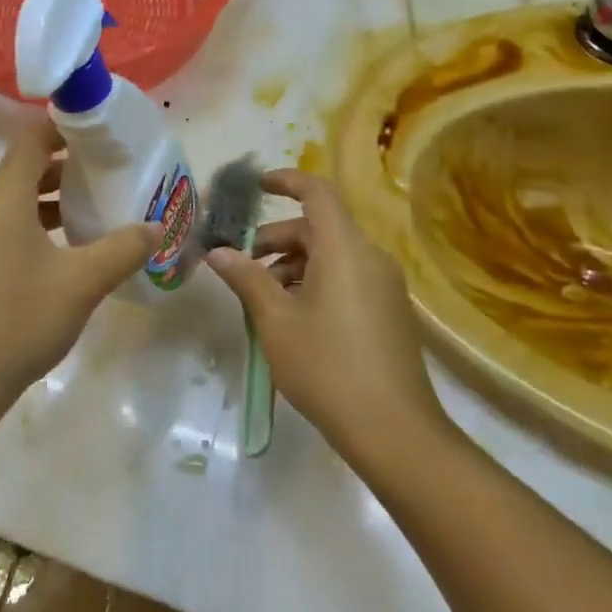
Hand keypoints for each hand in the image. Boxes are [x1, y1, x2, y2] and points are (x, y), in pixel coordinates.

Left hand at [0, 121, 159, 415]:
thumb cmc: (18, 320)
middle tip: (110, 174)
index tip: (102, 133)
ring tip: (93, 212)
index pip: (31, 140)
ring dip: (49, 201)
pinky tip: (62, 252)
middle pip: (22, 169)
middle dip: (65, 168)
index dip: (65, 129)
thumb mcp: (81, 283)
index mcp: (0, 198)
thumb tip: (157, 227)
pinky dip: (31, 225)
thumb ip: (123, 248)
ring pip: (11, 201)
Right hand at [204, 169, 445, 454]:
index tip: (256, 186)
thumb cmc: (326, 366)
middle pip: (320, 228)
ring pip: (333, 255)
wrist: (393, 430)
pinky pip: (348, 277)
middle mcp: (371, 257)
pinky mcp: (390, 310)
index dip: (286, 181)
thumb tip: (218, 252)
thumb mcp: (276, 321)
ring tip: (263, 299)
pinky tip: (293, 317)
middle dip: (277, 239)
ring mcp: (385, 285)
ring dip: (294, 265)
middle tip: (242, 264)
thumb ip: (246, 278)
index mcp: (345, 249)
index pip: (317, 192)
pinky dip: (316, 282)